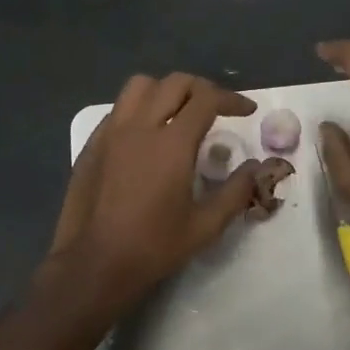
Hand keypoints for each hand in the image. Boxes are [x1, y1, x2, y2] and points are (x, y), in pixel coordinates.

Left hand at [45, 73, 262, 321]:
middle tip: (218, 109)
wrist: (93, 265)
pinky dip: (139, 108)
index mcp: (172, 144)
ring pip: (140, 86)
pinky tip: (147, 135)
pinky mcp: (92, 145)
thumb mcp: (205, 226)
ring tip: (179, 112)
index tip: (247, 111)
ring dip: (166, 90)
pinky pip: (118, 109)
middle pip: (174, 83)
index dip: (232, 99)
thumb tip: (257, 167)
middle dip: (202, 89)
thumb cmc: (153, 247)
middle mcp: (140, 127)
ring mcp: (110, 133)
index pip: (206, 100)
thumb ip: (236, 191)